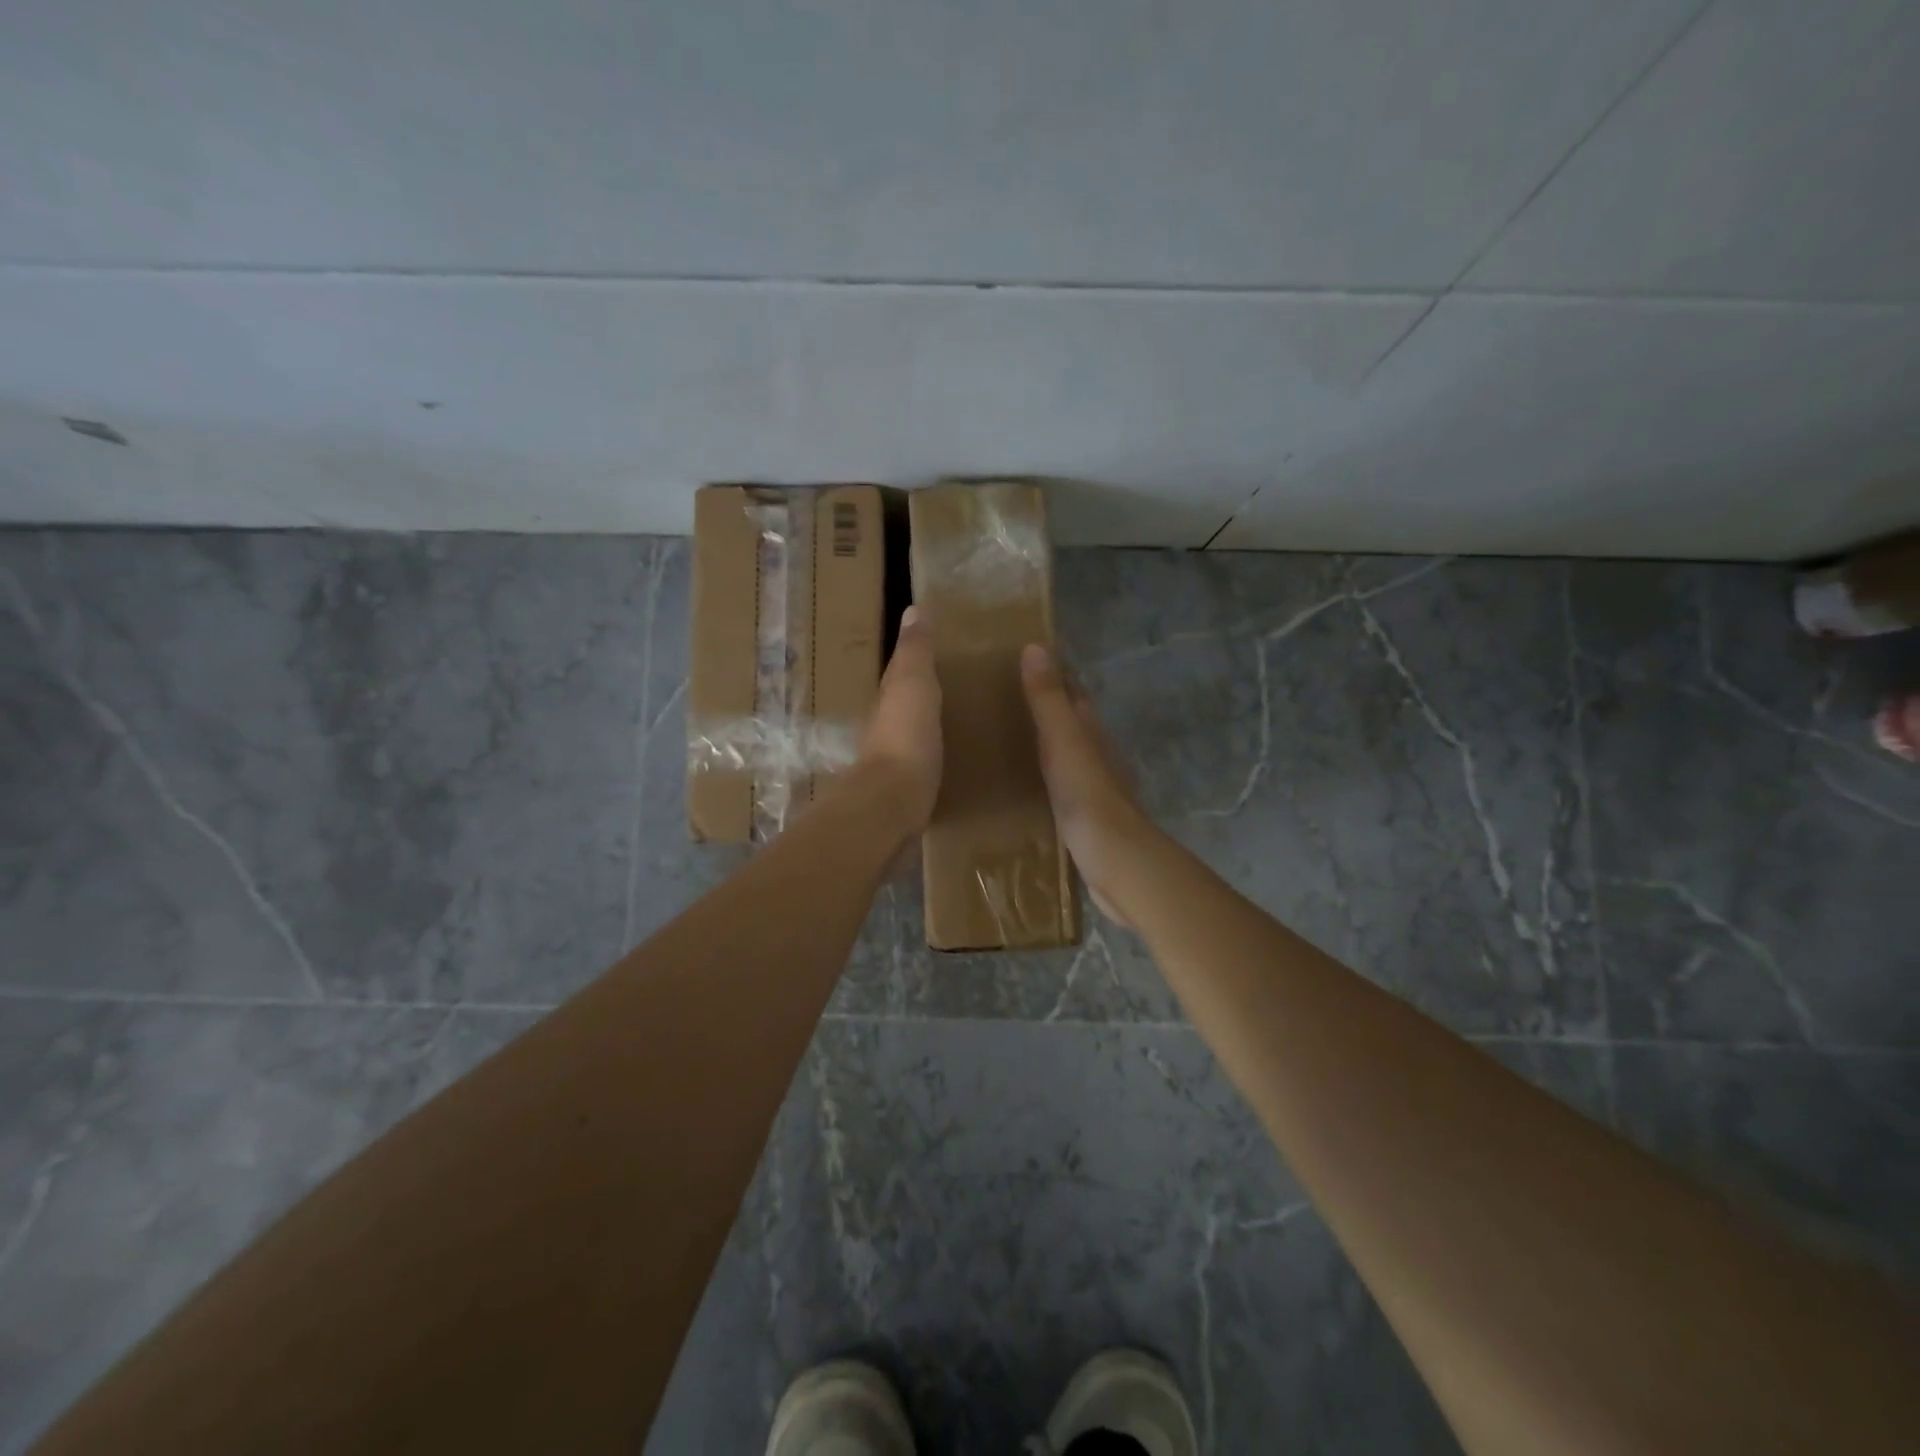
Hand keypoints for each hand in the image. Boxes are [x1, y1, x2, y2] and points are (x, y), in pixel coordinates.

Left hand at [858, 606, 942, 833]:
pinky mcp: (909, 789)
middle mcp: (888, 727)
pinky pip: (927, 762)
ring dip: (933, 724)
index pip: (902, 671)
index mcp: (890, 699)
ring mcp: (896, 760)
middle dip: (927, 692)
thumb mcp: (913, 685)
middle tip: (962, 684)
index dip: (918, 658)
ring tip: (966, 720)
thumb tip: (912, 609)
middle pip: (907, 703)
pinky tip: (958, 758)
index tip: (944, 647)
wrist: (893, 803)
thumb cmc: (905, 737)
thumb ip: (915, 652)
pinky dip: (939, 754)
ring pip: (916, 733)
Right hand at [1020, 643, 1155, 925]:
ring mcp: (1094, 789)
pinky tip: (1024, 788)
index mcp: (1092, 733)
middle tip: (1000, 702)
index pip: (1073, 695)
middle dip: (1045, 711)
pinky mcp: (1086, 819)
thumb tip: (1035, 647)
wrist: (1117, 862)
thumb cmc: (1088, 796)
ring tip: (1004, 741)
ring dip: (1043, 746)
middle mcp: (1097, 755)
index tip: (1020, 662)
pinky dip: (1043, 779)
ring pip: (1066, 756)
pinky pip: (1060, 788)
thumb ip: (1048, 700)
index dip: (1052, 676)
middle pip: (1071, 724)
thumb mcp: (1064, 742)